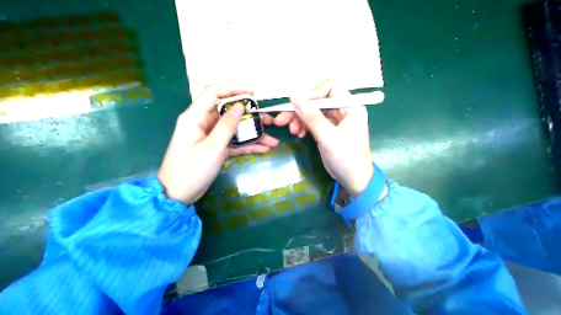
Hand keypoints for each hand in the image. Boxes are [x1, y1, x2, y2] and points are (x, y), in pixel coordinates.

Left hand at [156, 83, 279, 203]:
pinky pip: (233, 143)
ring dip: (253, 134)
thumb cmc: (191, 170)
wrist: (177, 195)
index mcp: (195, 117)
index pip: (214, 93)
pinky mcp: (215, 149)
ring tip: (272, 141)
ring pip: (234, 129)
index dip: (233, 89)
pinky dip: (247, 146)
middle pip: (229, 112)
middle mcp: (203, 123)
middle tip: (269, 121)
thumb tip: (240, 107)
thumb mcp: (212, 148)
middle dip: (251, 116)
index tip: (253, 93)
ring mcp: (210, 137)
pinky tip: (264, 149)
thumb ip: (227, 126)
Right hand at [276, 78, 381, 196]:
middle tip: (282, 121)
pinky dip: (303, 125)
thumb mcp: (328, 137)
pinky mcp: (328, 129)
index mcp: (351, 106)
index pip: (330, 87)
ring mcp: (335, 119)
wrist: (354, 180)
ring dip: (299, 118)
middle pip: (318, 99)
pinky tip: (298, 134)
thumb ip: (311, 116)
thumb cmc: (346, 158)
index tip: (297, 105)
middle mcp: (343, 109)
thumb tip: (294, 96)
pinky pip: (313, 121)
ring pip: (313, 110)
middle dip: (300, 109)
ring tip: (293, 131)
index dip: (312, 93)